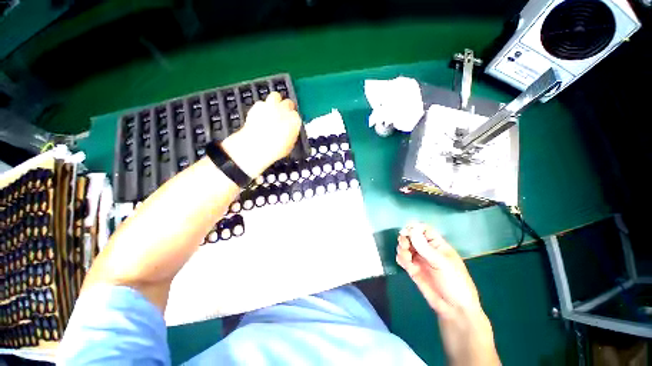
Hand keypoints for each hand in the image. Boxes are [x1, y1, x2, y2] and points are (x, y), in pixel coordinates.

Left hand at [221, 92, 301, 176]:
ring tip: (273, 110)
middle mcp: (284, 110)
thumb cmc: (275, 149)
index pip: (297, 115)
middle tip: (283, 115)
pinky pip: (262, 103)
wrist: (256, 146)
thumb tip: (290, 132)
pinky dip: (262, 108)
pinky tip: (260, 116)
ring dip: (275, 102)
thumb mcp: (290, 145)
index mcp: (295, 120)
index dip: (293, 120)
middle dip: (287, 108)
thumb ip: (292, 134)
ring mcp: (270, 106)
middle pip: (288, 103)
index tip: (291, 124)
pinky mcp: (257, 106)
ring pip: (275, 96)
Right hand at [396, 223, 480, 316]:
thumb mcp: (442, 263)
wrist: (454, 310)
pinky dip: (401, 258)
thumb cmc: (455, 283)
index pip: (424, 229)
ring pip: (404, 246)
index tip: (406, 232)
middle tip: (405, 245)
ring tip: (407, 258)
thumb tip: (411, 230)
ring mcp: (419, 259)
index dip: (414, 228)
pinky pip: (402, 259)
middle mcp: (426, 250)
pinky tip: (405, 264)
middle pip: (411, 236)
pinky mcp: (413, 269)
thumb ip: (424, 247)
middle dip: (405, 238)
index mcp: (438, 245)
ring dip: (402, 249)